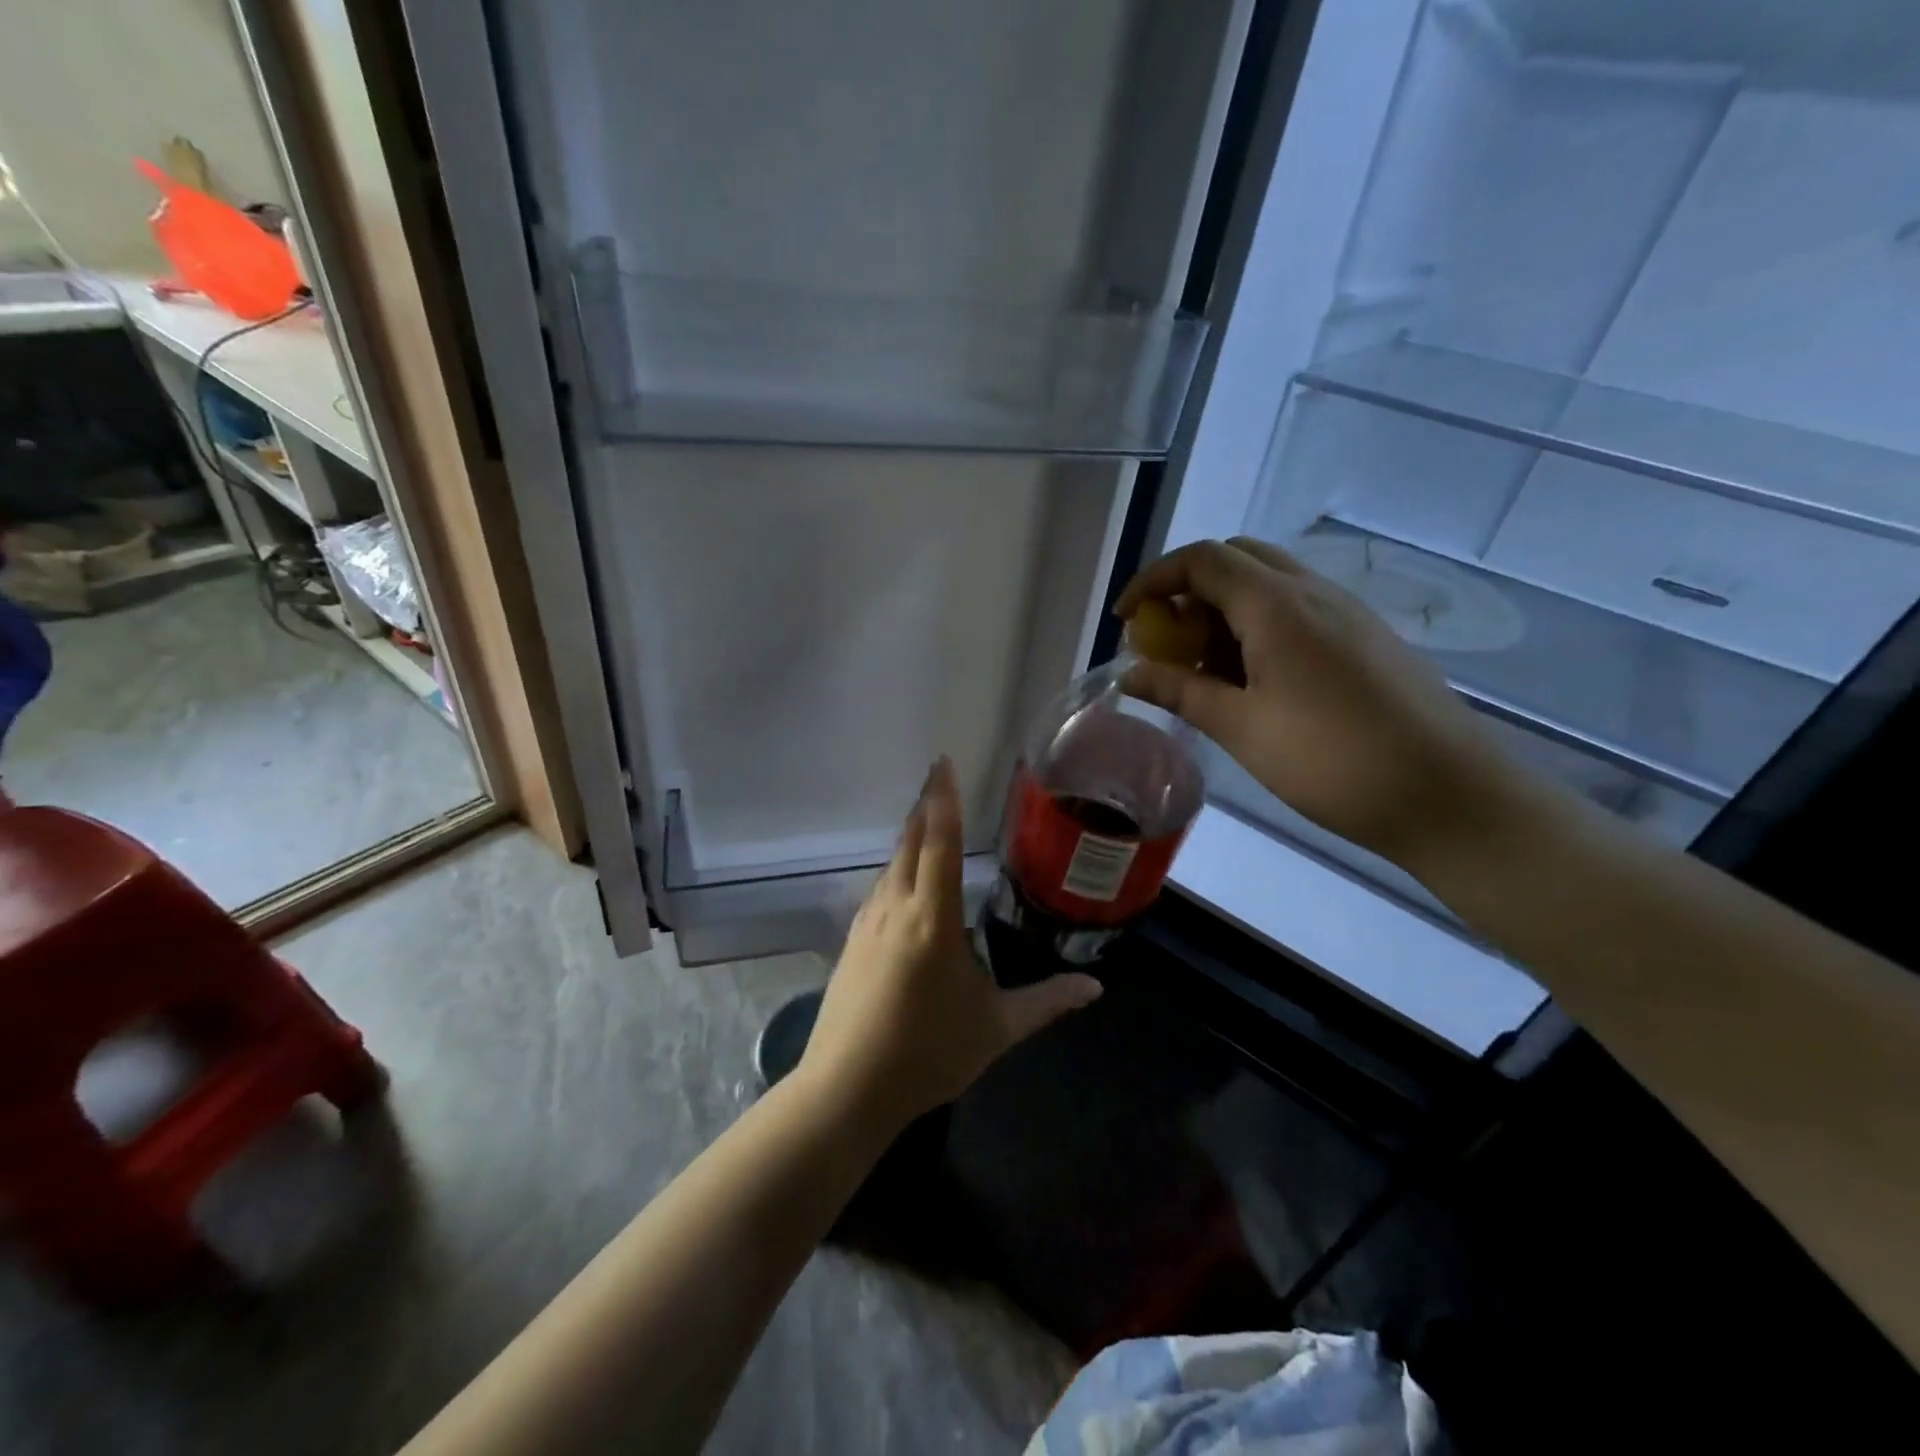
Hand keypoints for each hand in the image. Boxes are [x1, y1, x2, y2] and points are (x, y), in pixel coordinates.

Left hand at [797, 759, 1103, 1131]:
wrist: (846, 1089)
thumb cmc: (927, 1054)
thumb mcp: (996, 1028)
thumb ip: (1046, 1003)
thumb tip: (1095, 988)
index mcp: (932, 919)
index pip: (940, 844)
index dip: (943, 800)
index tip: (943, 763)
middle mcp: (896, 909)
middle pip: (910, 843)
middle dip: (926, 808)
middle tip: (938, 779)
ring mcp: (868, 924)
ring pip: (890, 865)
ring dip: (909, 838)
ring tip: (926, 821)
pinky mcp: (852, 943)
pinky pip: (878, 890)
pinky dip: (896, 870)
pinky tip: (903, 881)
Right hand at [1117, 537, 1529, 869]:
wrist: (1448, 795)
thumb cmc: (1332, 761)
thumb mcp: (1242, 728)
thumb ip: (1180, 691)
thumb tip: (1129, 675)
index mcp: (1277, 606)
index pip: (1201, 560)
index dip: (1153, 581)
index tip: (1124, 622)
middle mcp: (1313, 592)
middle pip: (1236, 559)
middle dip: (1188, 590)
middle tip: (1167, 642)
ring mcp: (1346, 612)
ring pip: (1268, 583)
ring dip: (1223, 610)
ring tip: (1204, 670)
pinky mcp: (1365, 638)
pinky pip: (1297, 609)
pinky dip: (1257, 625)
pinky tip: (1253, 680)